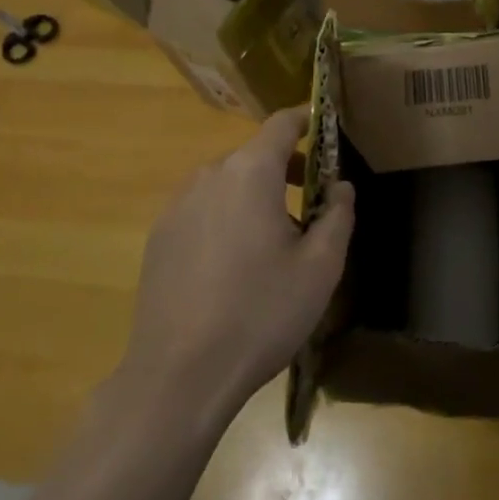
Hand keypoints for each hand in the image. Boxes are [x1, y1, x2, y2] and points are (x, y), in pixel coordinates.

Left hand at [112, 110, 354, 435]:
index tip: (326, 129)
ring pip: (227, 183)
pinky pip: (203, 210)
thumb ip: (338, 214)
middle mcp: (209, 176)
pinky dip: (226, 217)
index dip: (307, 120)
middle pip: (255, 155)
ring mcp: (177, 207)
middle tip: (312, 205)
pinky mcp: (159, 238)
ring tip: (275, 241)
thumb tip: (339, 186)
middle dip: (286, 169)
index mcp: (251, 172)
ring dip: (255, 195)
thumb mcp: (320, 267)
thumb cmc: (260, 314)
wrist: (177, 379)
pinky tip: (234, 266)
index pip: (282, 123)